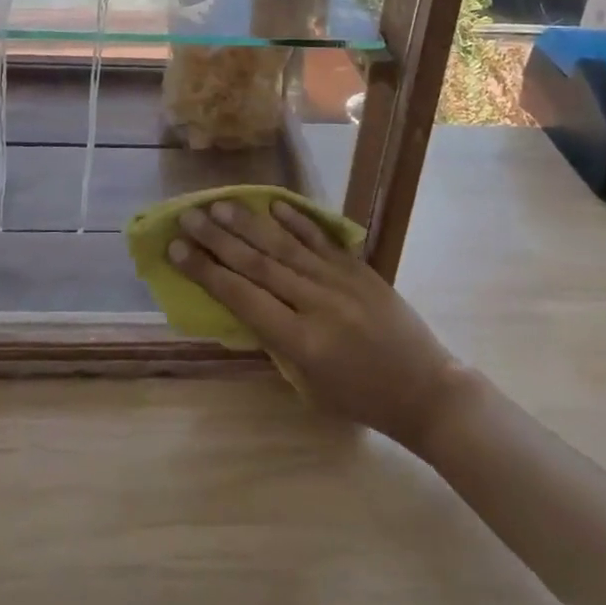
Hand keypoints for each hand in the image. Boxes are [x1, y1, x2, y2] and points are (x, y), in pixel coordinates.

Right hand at [168, 199, 469, 451]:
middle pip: (257, 265)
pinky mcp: (359, 269)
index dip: (206, 273)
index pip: (243, 298)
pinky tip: (273, 204)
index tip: (177, 250)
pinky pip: (321, 239)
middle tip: (188, 218)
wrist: (428, 392)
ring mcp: (340, 282)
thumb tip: (245, 300)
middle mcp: (317, 304)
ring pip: (284, 245)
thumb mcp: (310, 384)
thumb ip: (277, 341)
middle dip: (217, 240)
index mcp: (302, 342)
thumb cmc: (364, 400)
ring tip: (218, 205)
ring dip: (248, 224)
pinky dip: (296, 220)